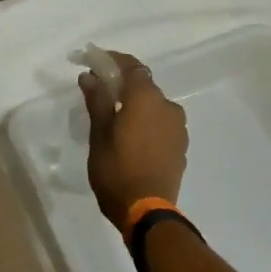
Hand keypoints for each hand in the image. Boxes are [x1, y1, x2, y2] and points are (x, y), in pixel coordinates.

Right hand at [78, 51, 187, 230]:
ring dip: (134, 103)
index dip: (111, 59)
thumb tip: (90, 76)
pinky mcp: (180, 147)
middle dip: (121, 82)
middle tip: (98, 89)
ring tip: (113, 115)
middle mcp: (168, 107)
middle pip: (143, 84)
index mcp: (147, 99)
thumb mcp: (99, 134)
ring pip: (153, 105)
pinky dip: (145, 120)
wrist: (147, 212)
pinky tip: (130, 135)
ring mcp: (178, 128)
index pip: (131, 66)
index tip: (92, 60)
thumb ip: (97, 101)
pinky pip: (160, 123)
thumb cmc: (117, 170)